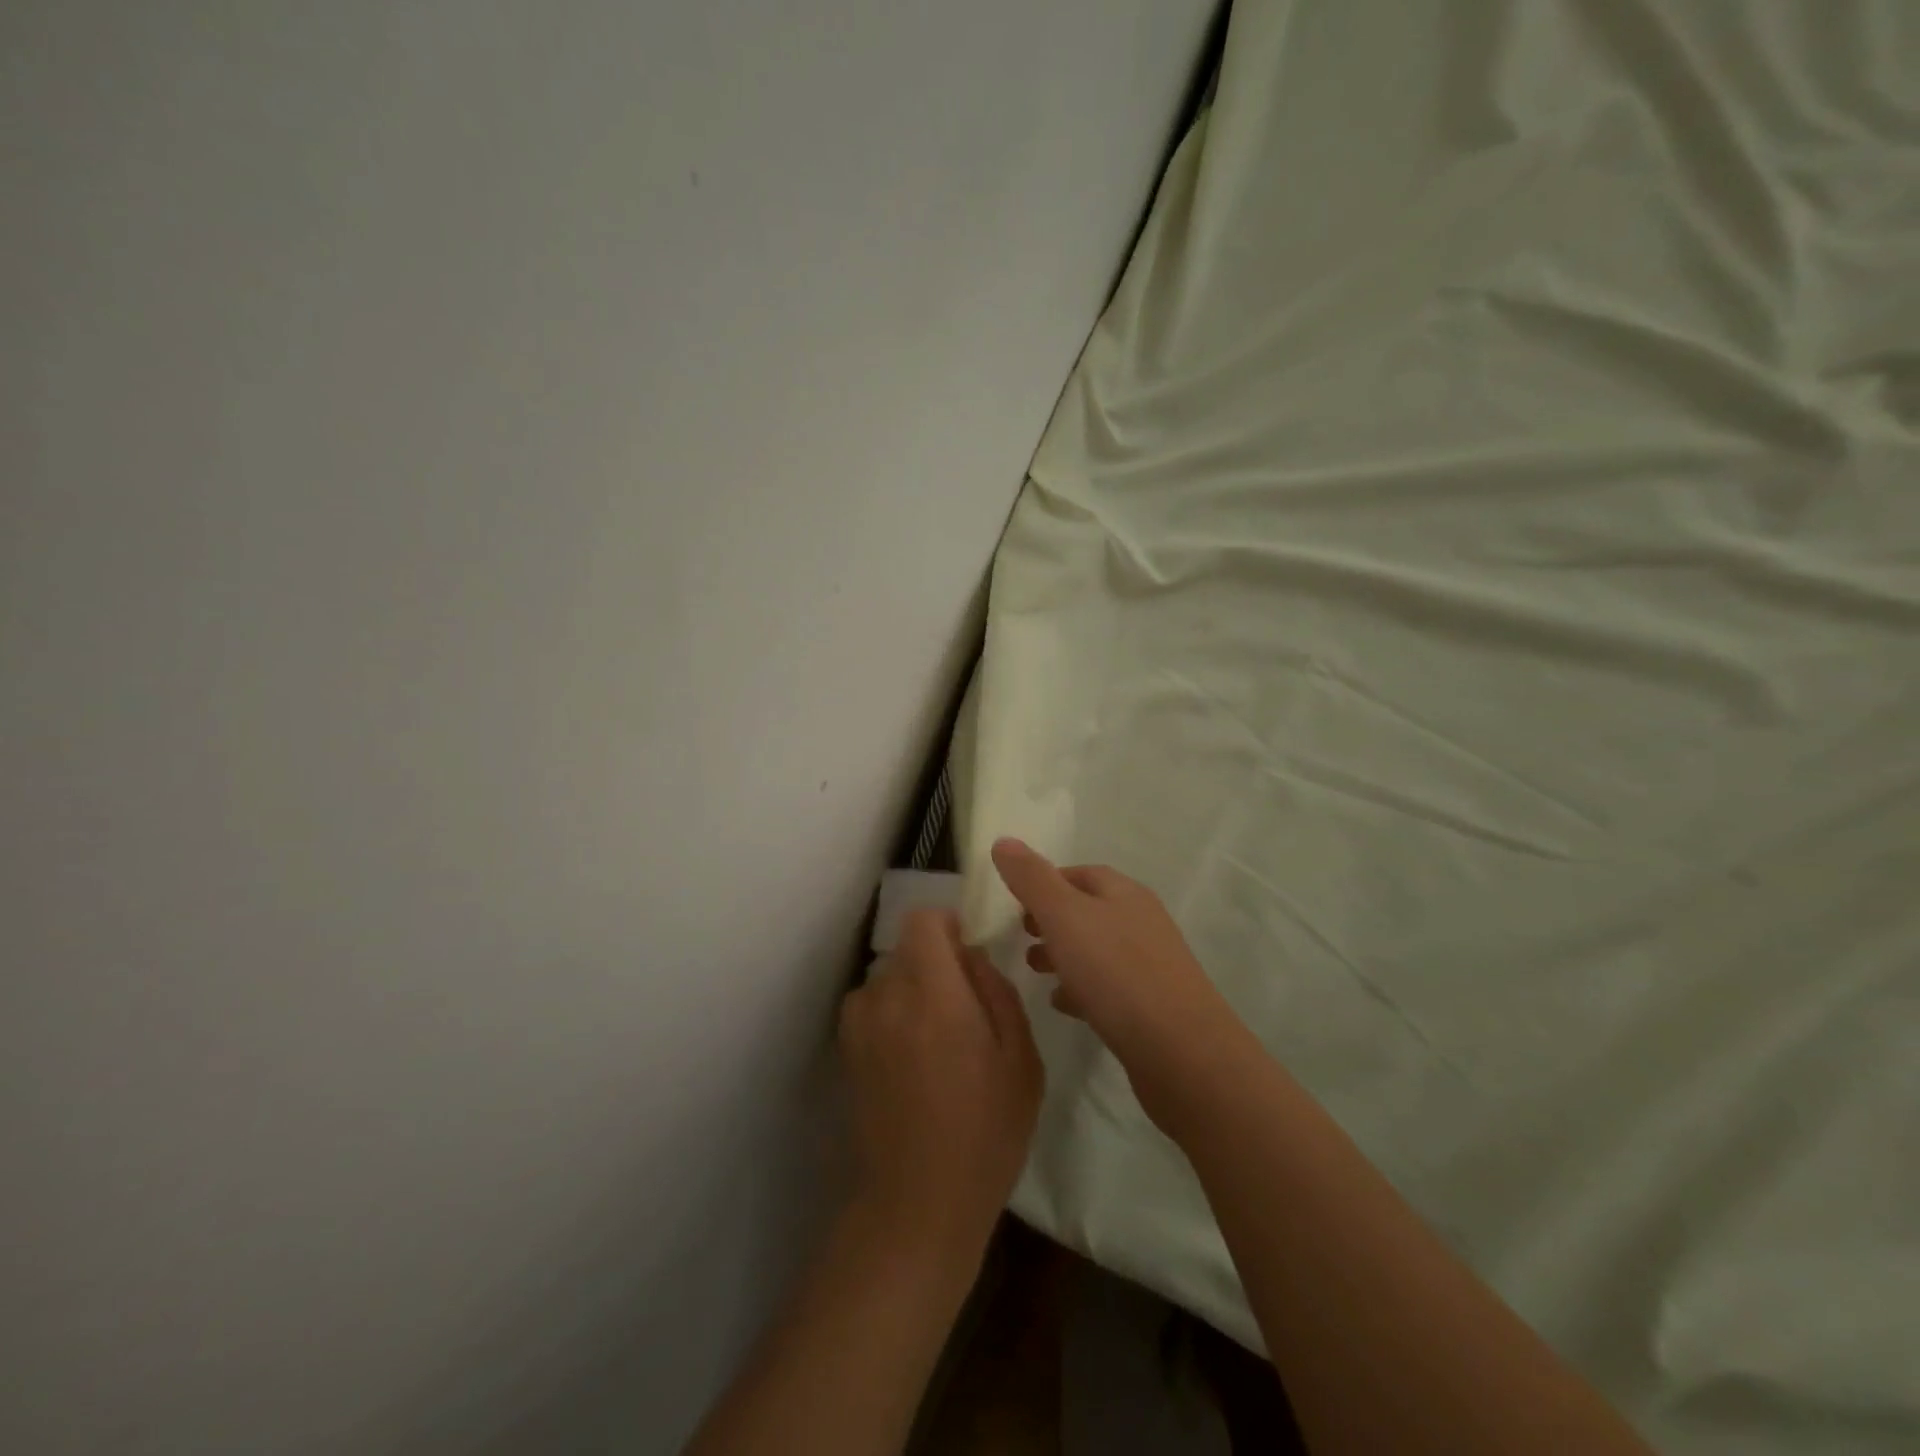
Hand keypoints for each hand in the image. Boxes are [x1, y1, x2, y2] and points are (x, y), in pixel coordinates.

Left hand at [838, 908, 1043, 1266]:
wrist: (920, 1201)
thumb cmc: (986, 1132)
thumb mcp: (1021, 1060)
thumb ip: (997, 992)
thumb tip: (972, 957)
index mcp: (936, 996)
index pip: (923, 921)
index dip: (946, 925)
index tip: (967, 952)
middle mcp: (889, 997)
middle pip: (907, 948)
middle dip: (936, 961)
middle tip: (963, 1005)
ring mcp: (861, 1024)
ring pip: (889, 976)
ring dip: (912, 988)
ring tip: (936, 1037)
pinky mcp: (846, 1049)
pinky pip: (871, 1004)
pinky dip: (890, 1011)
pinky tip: (909, 1055)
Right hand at [990, 838, 1241, 1132]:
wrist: (1181, 1053)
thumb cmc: (1117, 973)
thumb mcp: (1064, 916)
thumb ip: (1031, 879)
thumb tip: (1004, 841)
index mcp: (1124, 893)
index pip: (1079, 873)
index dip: (1044, 882)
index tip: (1013, 902)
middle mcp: (1140, 921)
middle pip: (1088, 911)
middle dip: (1051, 920)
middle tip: (1019, 938)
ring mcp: (1150, 965)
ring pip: (1096, 949)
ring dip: (1063, 955)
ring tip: (1034, 971)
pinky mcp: (1151, 1006)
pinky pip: (1108, 987)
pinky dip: (1081, 988)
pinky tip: (1062, 1004)